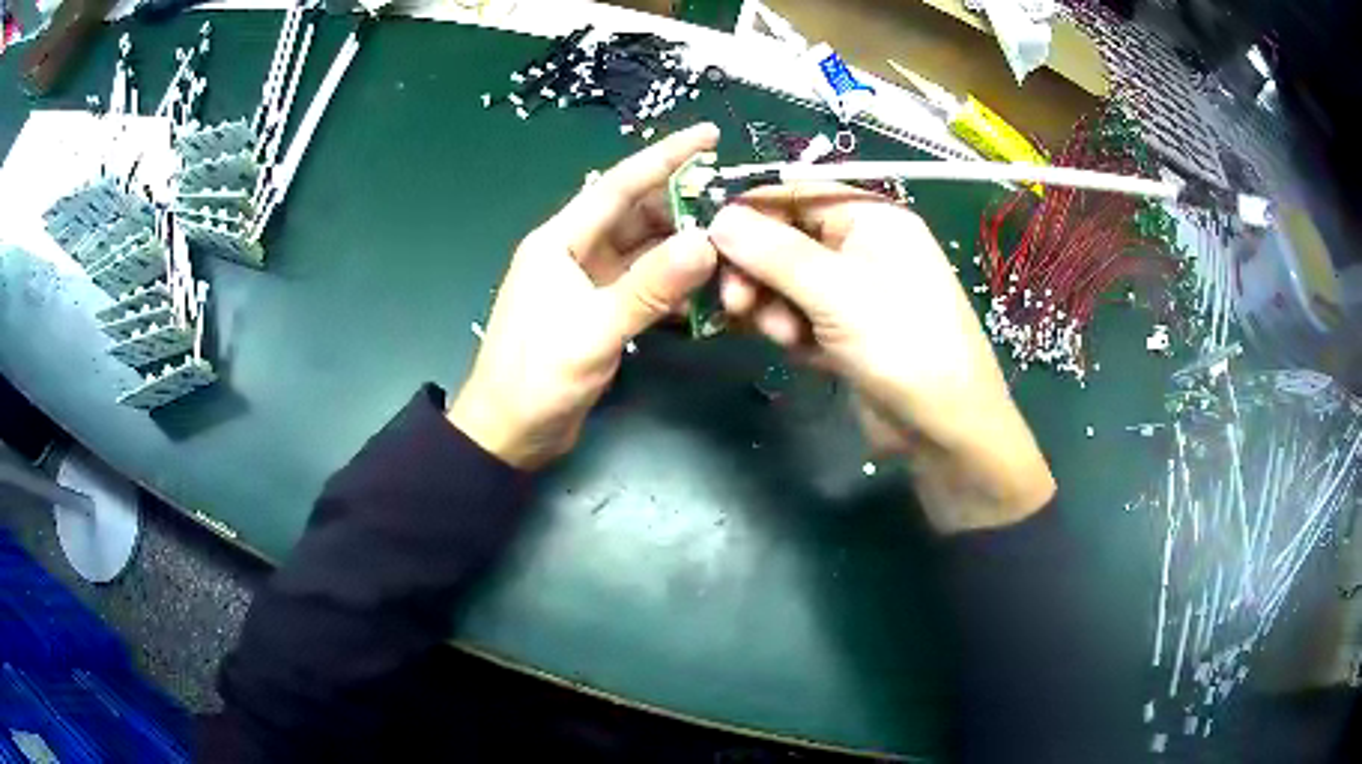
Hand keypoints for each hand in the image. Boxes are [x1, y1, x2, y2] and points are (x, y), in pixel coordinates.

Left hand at [448, 124, 719, 469]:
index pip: (619, 185)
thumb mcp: (593, 329)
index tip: (710, 135)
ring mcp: (588, 283)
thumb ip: (649, 287)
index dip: (666, 156)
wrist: (509, 435)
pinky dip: (674, 286)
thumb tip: (706, 243)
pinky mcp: (600, 313)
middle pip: (637, 216)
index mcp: (560, 240)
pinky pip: (645, 286)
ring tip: (734, 244)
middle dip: (685, 205)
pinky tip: (709, 290)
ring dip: (684, 249)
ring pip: (645, 252)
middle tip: (739, 202)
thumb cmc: (536, 378)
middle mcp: (574, 252)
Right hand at [708, 183, 1054, 531]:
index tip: (705, 236)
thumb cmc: (903, 346)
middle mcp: (861, 246)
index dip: (749, 210)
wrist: (945, 431)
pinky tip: (800, 352)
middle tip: (736, 302)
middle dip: (757, 269)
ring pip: (784, 281)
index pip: (796, 193)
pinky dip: (790, 331)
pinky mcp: (844, 330)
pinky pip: (798, 315)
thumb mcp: (837, 292)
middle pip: (784, 238)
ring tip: (785, 336)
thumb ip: (774, 252)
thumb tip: (718, 218)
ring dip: (773, 306)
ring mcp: (852, 291)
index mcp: (871, 218)